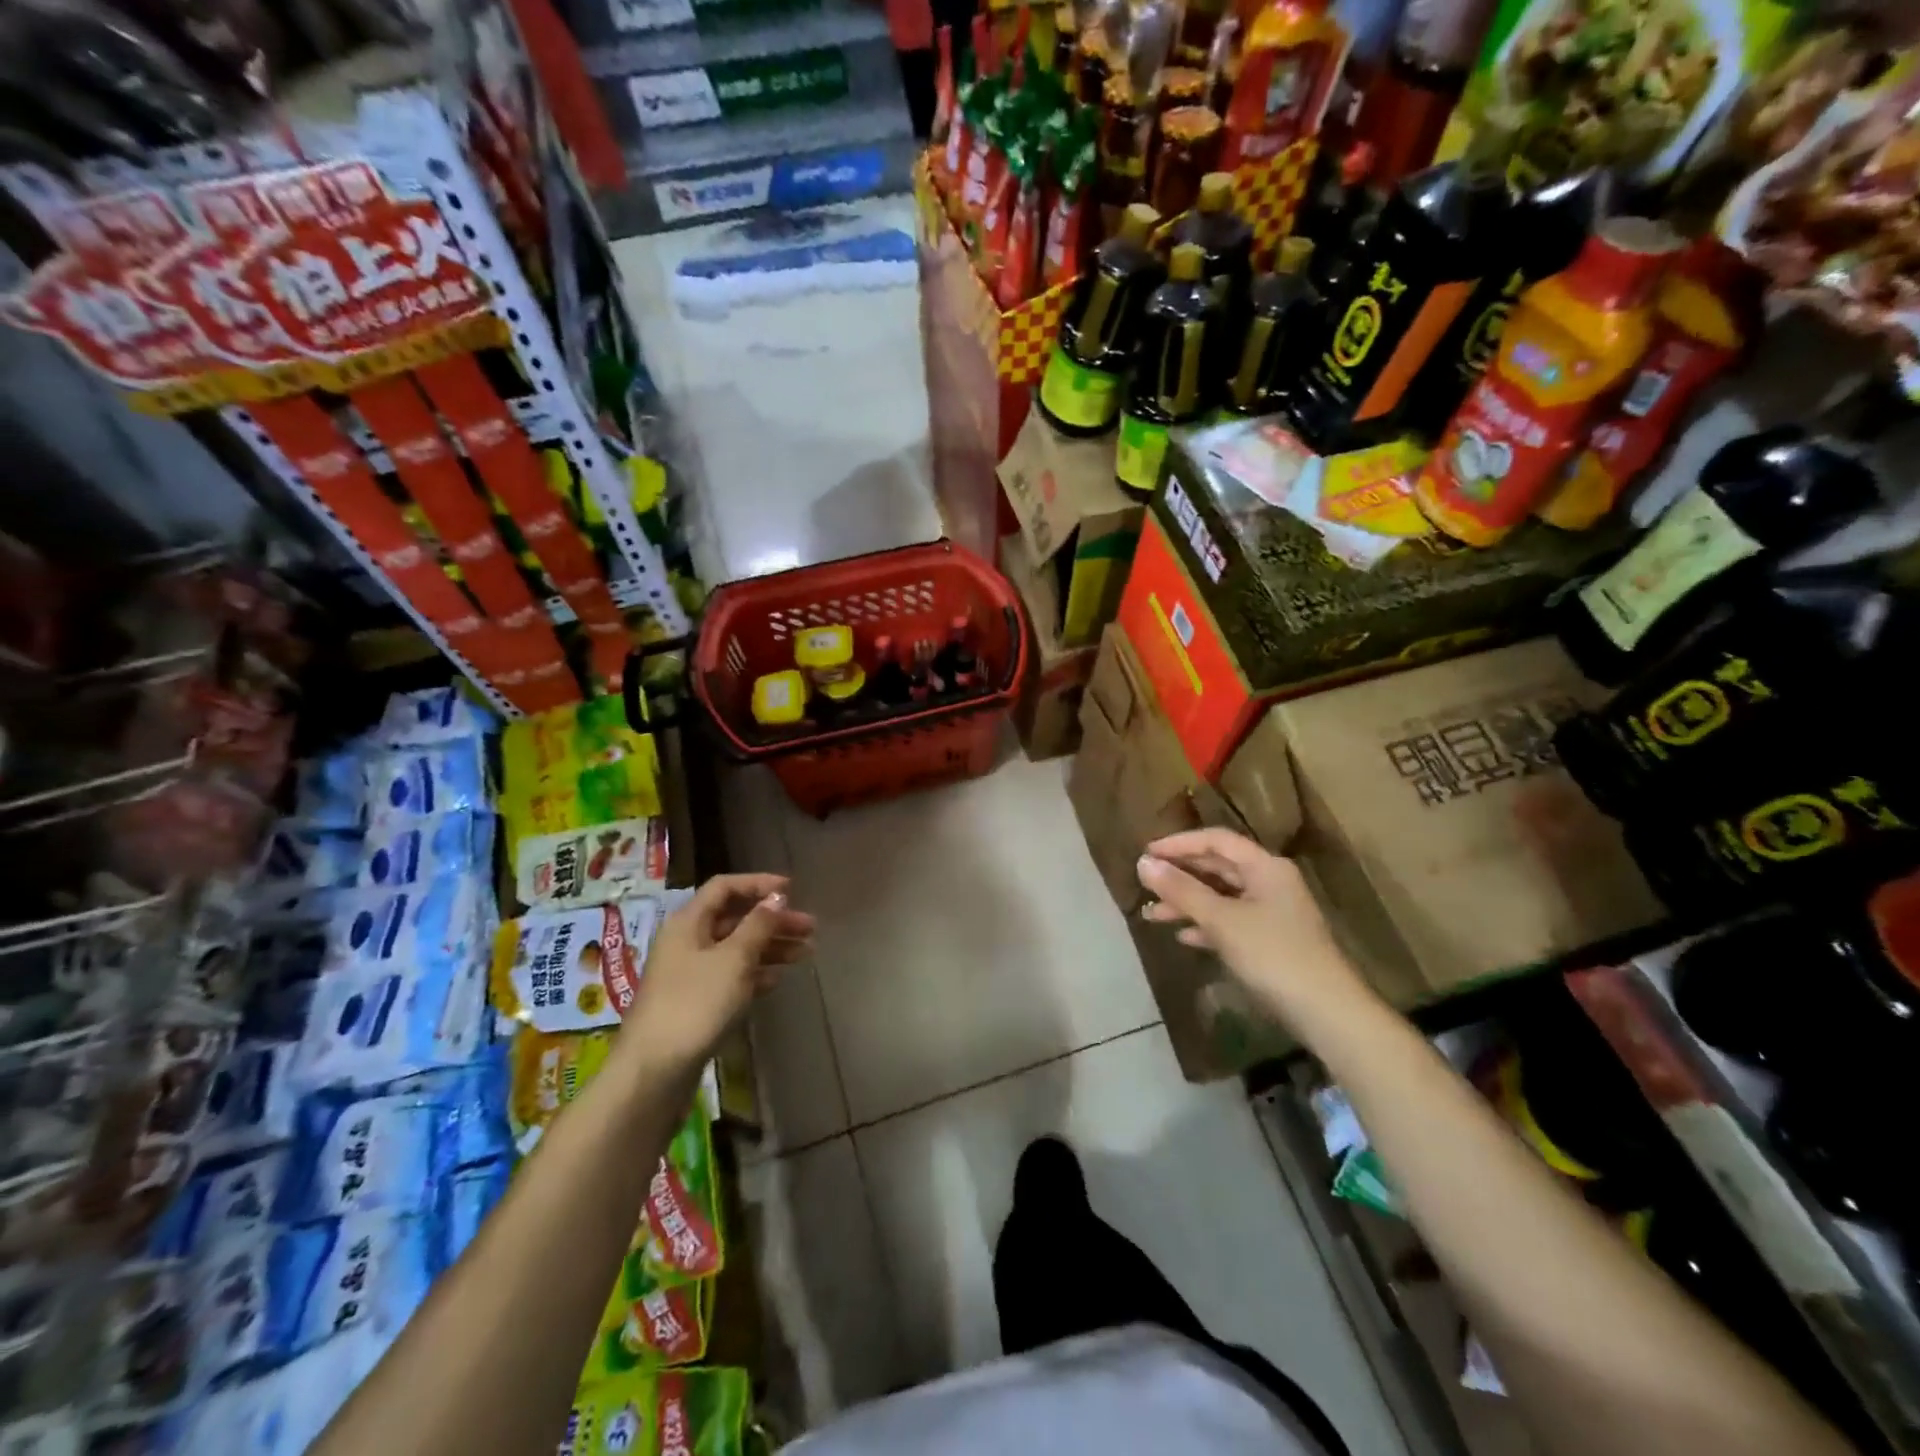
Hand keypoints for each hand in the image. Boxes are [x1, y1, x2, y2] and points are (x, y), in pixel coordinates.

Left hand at [623, 874, 815, 1070]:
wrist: (654, 1071)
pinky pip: (731, 976)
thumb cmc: (695, 1004)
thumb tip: (776, 897)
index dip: (758, 884)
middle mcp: (687, 942)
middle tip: (810, 928)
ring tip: (805, 954)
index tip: (792, 890)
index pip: (724, 887)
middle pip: (735, 919)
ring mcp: (690, 974)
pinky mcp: (695, 1003)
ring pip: (736, 949)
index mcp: (688, 922)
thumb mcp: (733, 959)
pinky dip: (755, 973)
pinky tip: (777, 980)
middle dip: (773, 921)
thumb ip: (758, 925)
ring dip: (770, 947)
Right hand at [1136, 828, 1375, 1040]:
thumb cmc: (1272, 955)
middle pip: (1218, 867)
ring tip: (1152, 916)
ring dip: (1187, 903)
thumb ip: (1181, 890)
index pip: (1216, 841)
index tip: (1146, 853)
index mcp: (1265, 867)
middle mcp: (1270, 882)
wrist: (1326, 1012)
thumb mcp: (1221, 920)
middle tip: (1144, 883)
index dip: (1179, 843)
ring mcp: (1273, 912)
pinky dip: (1206, 925)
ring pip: (1221, 897)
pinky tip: (1184, 937)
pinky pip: (1231, 922)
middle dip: (1180, 876)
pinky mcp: (1271, 940)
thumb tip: (1143, 863)